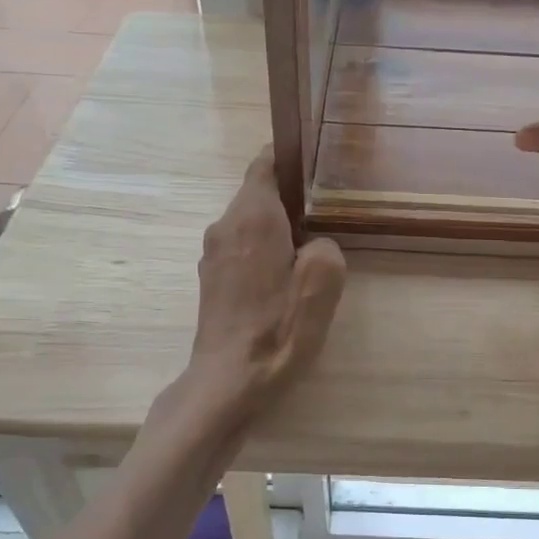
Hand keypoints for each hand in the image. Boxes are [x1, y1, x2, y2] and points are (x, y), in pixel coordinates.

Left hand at [187, 150, 346, 407]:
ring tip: (310, 245)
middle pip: (258, 192)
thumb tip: (315, 246)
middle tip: (327, 209)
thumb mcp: (323, 284)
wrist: (228, 381)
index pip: (264, 163)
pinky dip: (263, 247)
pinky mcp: (211, 278)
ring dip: (277, 225)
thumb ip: (327, 248)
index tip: (316, 163)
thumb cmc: (278, 330)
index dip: (289, 157)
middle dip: (290, 196)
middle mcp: (225, 226)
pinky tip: (285, 275)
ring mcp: (213, 253)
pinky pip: (241, 245)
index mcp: (252, 217)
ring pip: (249, 221)